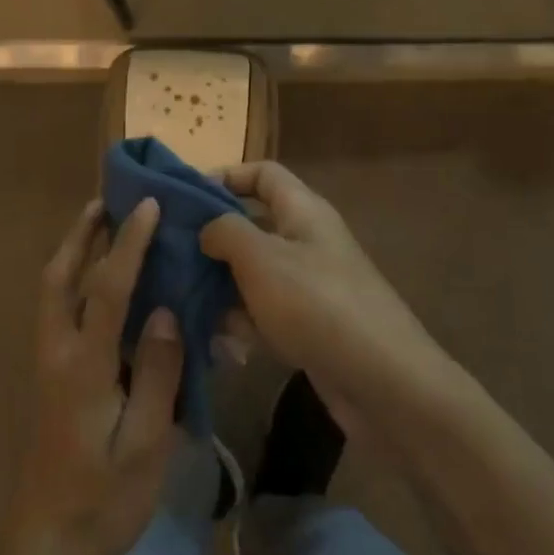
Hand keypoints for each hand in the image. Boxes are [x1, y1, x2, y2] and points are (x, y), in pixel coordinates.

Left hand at [2, 197, 183, 554]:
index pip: (107, 288)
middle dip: (81, 235)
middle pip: (60, 278)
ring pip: (53, 293)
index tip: (148, 206)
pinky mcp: (51, 380)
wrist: (48, 546)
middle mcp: (57, 354)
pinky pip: (59, 313)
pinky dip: (75, 282)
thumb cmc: (103, 500)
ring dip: (73, 253)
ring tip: (101, 226)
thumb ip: (156, 373)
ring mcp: (48, 366)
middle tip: (105, 201)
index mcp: (82, 366)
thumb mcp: (144, 443)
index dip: (129, 243)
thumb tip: (164, 311)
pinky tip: (102, 286)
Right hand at [200, 162, 452, 432]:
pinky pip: (265, 312)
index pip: (263, 173)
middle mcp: (307, 240)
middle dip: (212, 240)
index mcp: (303, 211)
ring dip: (221, 287)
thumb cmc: (316, 304)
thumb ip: (225, 232)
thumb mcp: (261, 258)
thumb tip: (207, 229)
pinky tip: (219, 342)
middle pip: (252, 225)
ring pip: (253, 273)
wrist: (383, 381)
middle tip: (170, 256)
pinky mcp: (309, 325)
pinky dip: (243, 322)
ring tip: (183, 305)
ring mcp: (310, 285)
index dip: (225, 176)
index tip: (184, 198)